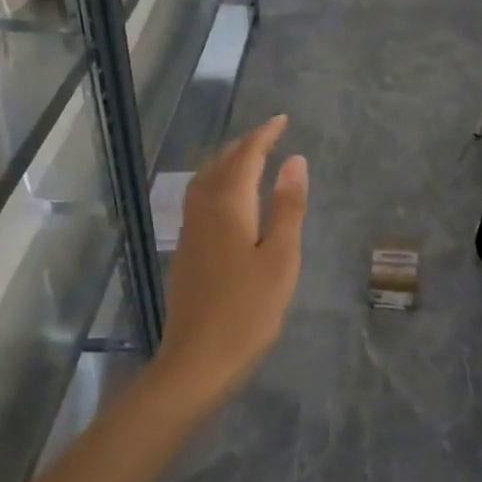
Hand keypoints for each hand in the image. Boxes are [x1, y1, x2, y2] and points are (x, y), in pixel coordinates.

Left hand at [153, 115, 307, 406]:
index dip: (263, 136)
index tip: (282, 120)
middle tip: (269, 135)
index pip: (245, 157)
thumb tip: (295, 161)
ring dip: (226, 162)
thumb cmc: (248, 311)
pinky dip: (217, 183)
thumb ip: (287, 207)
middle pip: (220, 165)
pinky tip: (227, 199)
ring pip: (204, 182)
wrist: (197, 361)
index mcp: (228, 207)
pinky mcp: (187, 252)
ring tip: (248, 158)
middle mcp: (203, 212)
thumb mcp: (280, 258)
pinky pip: (200, 200)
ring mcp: (190, 233)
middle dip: (244, 145)